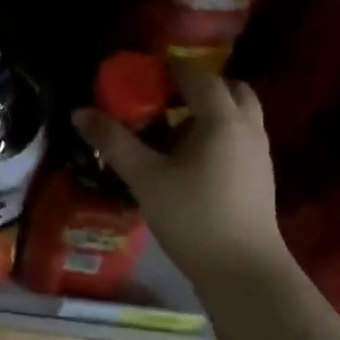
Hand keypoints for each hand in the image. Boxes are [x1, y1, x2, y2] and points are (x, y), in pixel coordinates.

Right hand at [73, 66, 288, 285]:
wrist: (243, 272)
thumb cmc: (193, 217)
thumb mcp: (145, 177)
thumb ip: (113, 141)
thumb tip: (80, 112)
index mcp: (222, 120)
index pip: (198, 76)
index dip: (170, 68)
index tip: (142, 72)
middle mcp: (248, 128)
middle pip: (229, 89)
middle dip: (197, 86)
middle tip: (163, 97)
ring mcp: (259, 153)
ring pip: (237, 115)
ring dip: (208, 110)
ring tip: (170, 129)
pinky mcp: (259, 176)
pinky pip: (239, 137)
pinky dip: (216, 133)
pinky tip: (187, 159)